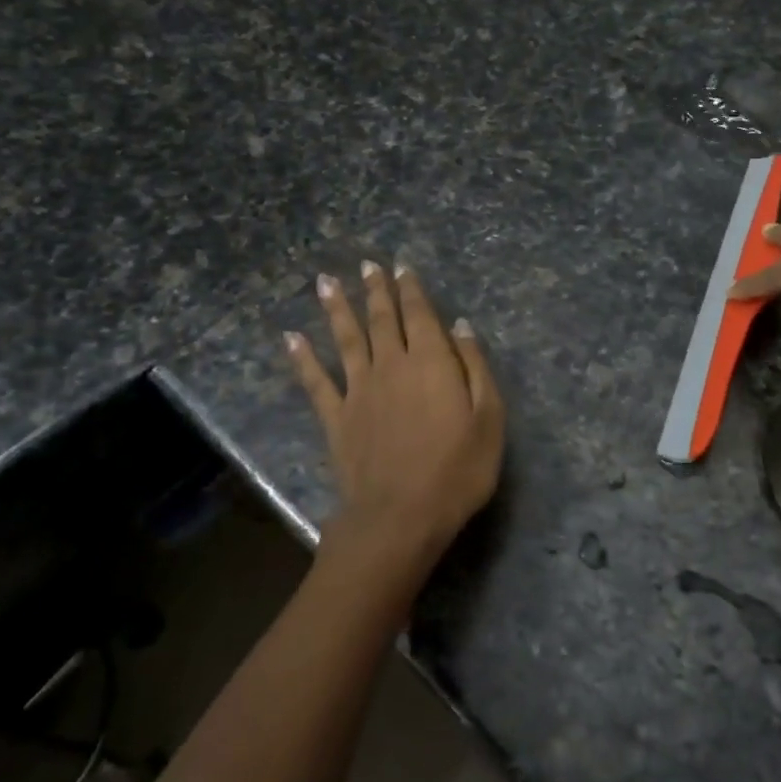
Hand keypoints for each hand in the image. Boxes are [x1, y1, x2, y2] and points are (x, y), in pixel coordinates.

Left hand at [286, 262, 503, 585]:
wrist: (401, 516)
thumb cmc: (457, 470)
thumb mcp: (489, 418)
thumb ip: (475, 367)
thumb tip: (461, 326)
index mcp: (431, 362)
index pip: (420, 315)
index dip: (411, 289)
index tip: (401, 266)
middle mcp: (391, 366)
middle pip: (381, 319)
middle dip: (375, 290)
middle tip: (366, 265)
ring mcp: (358, 391)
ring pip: (347, 339)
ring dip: (337, 309)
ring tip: (326, 282)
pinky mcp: (336, 418)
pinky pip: (316, 382)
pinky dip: (303, 359)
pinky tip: (291, 338)